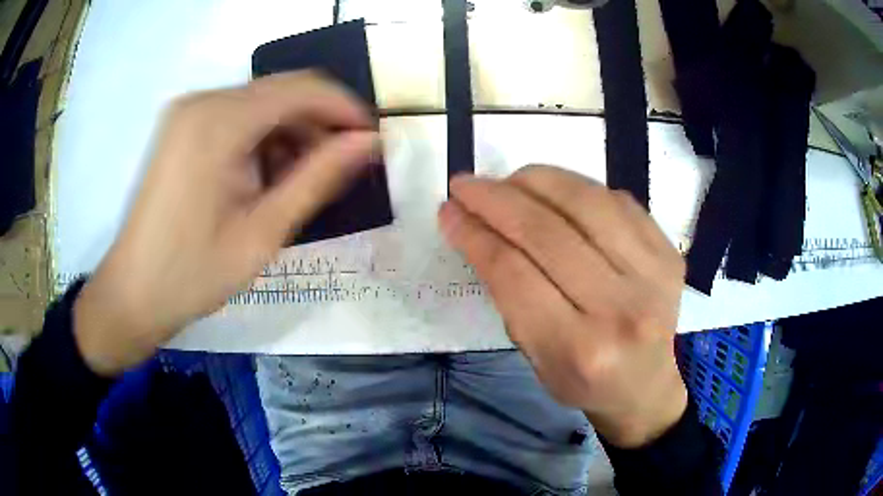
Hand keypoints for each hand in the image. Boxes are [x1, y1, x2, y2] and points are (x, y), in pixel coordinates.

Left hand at [74, 71, 377, 376]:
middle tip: (339, 168)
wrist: (133, 293)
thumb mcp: (262, 233)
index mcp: (218, 122)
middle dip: (318, 123)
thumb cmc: (193, 274)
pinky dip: (263, 137)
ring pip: (260, 102)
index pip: (302, 88)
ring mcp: (188, 111)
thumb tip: (370, 143)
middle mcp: (202, 101)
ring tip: (301, 180)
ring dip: (291, 132)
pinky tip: (266, 175)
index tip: (370, 142)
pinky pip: (237, 116)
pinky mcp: (182, 126)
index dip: (345, 109)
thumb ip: (318, 179)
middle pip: (281, 91)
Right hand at [439, 165, 687, 447]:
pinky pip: (616, 200)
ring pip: (585, 202)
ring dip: (535, 180)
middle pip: (546, 232)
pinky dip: (576, 187)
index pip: (514, 273)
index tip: (449, 212)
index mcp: (578, 348)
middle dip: (495, 199)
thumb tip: (476, 229)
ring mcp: (652, 275)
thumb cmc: (583, 381)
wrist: (647, 386)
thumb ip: (509, 296)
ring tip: (507, 180)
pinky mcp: (667, 252)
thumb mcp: (534, 357)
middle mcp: (619, 309)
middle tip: (465, 185)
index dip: (474, 234)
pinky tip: (553, 191)